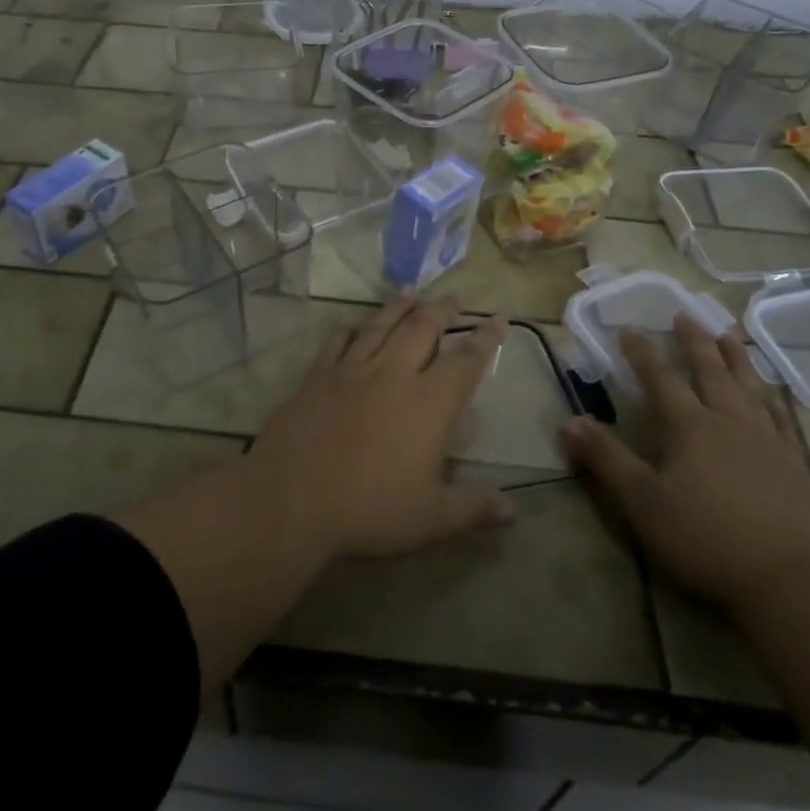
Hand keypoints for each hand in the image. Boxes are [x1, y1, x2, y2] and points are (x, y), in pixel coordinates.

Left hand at [248, 294, 516, 557]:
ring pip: (381, 326)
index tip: (498, 319)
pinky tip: (352, 325)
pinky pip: (337, 342)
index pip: (465, 362)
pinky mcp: (318, 375)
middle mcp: (393, 375)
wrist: (293, 497)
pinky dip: (349, 330)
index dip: (485, 339)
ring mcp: (351, 370)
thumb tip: (515, 510)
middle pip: (422, 329)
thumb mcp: (431, 518)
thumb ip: (475, 508)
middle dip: (441, 311)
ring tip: (411, 292)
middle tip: (454, 298)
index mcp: (428, 404)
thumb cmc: (369, 509)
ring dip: (399, 307)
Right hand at [557, 313, 809, 613]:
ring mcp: (767, 441)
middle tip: (685, 314)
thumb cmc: (704, 538)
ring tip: (729, 334)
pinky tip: (772, 391)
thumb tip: (567, 421)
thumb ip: (606, 459)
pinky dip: (773, 396)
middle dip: (694, 342)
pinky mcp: (794, 464)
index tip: (629, 327)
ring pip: (749, 387)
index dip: (642, 352)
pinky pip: (782, 417)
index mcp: (690, 427)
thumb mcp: (641, 502)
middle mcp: (729, 422)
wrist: (787, 580)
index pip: (660, 379)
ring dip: (736, 358)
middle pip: (710, 372)